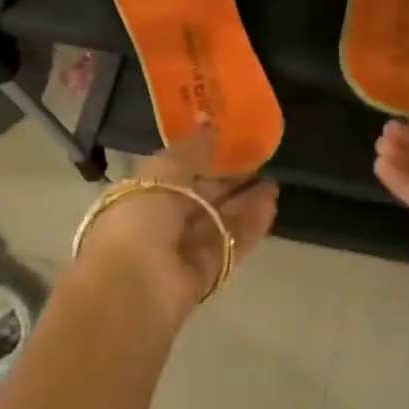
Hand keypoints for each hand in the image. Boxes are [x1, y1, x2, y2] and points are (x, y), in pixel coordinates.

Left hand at [77, 123, 278, 321]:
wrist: (134, 286)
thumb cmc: (139, 219)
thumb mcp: (162, 172)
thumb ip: (191, 149)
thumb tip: (209, 122)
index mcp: (140, 196)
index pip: (176, 174)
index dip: (202, 159)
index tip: (231, 144)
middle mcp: (160, 224)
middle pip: (201, 199)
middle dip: (228, 181)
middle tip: (260, 161)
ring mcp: (183, 251)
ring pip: (220, 222)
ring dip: (245, 202)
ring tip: (273, 181)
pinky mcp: (206, 272)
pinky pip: (231, 243)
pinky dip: (251, 225)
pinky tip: (271, 204)